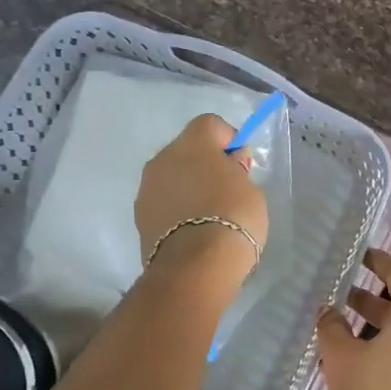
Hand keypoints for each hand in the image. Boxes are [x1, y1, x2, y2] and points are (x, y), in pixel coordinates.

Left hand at [135, 114, 268, 277]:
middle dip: (205, 164)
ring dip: (187, 187)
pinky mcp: (139, 217)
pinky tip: (192, 231)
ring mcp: (146, 188)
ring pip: (171, 177)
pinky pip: (163, 203)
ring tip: (207, 216)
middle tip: (226, 191)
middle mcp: (162, 157)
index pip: (211, 124)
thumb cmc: (233, 218)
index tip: (241, 165)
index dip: (228, 140)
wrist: (195, 265)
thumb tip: (228, 165)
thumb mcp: (251, 189)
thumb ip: (237, 171)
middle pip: (186, 150)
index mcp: (193, 143)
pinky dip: (176, 210)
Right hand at [317, 249, 390, 389]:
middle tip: (344, 295)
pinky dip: (388, 354)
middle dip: (373, 300)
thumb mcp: (342, 358)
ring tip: (344, 332)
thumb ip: (332, 329)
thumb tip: (328, 311)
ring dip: (379, 330)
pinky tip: (359, 366)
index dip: (381, 263)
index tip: (363, 256)